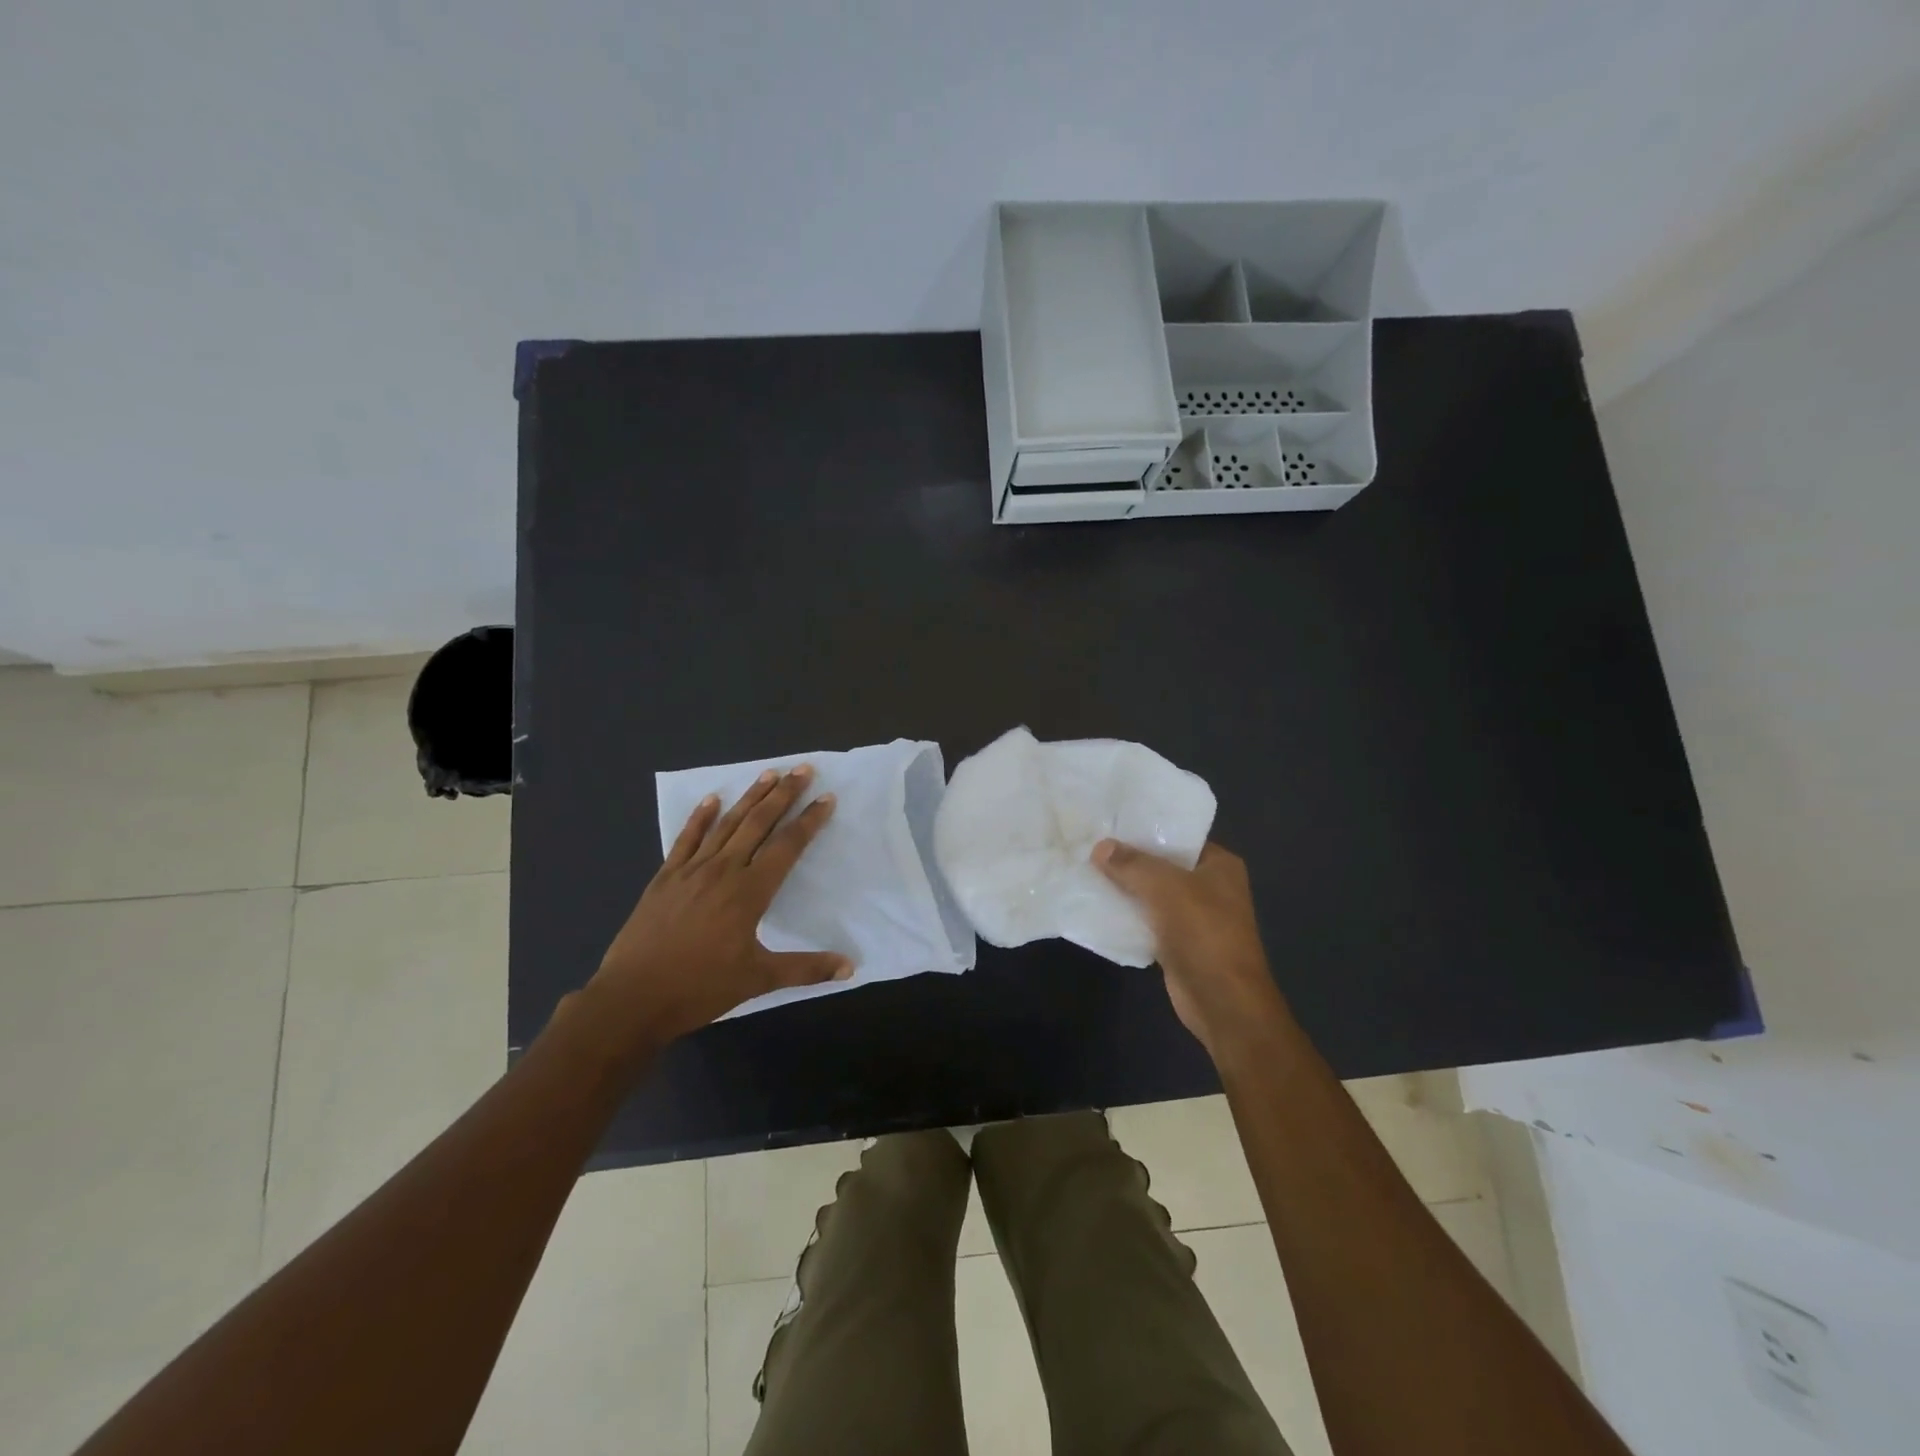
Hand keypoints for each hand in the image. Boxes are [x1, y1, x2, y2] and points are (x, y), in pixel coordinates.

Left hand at [585, 766, 851, 1047]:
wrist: (632, 998)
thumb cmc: (700, 988)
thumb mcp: (758, 980)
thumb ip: (806, 969)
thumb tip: (850, 967)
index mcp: (749, 892)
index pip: (787, 846)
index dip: (809, 821)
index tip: (827, 798)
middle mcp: (723, 871)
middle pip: (759, 823)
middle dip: (783, 794)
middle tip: (802, 769)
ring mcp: (691, 871)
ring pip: (727, 824)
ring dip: (749, 797)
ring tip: (768, 773)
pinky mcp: (665, 878)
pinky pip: (686, 839)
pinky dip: (700, 818)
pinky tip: (711, 800)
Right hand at [1092, 839, 1289, 1064]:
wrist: (1223, 1002)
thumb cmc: (1204, 933)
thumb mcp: (1167, 888)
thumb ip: (1132, 864)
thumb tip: (1100, 847)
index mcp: (1219, 865)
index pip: (1178, 835)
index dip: (1145, 827)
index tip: (1109, 820)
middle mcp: (1209, 886)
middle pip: (1162, 864)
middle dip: (1128, 858)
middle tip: (1089, 843)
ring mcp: (1193, 916)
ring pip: (1151, 893)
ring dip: (1123, 886)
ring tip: (1085, 868)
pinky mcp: (1177, 942)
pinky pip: (1145, 919)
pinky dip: (1125, 914)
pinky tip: (1095, 903)